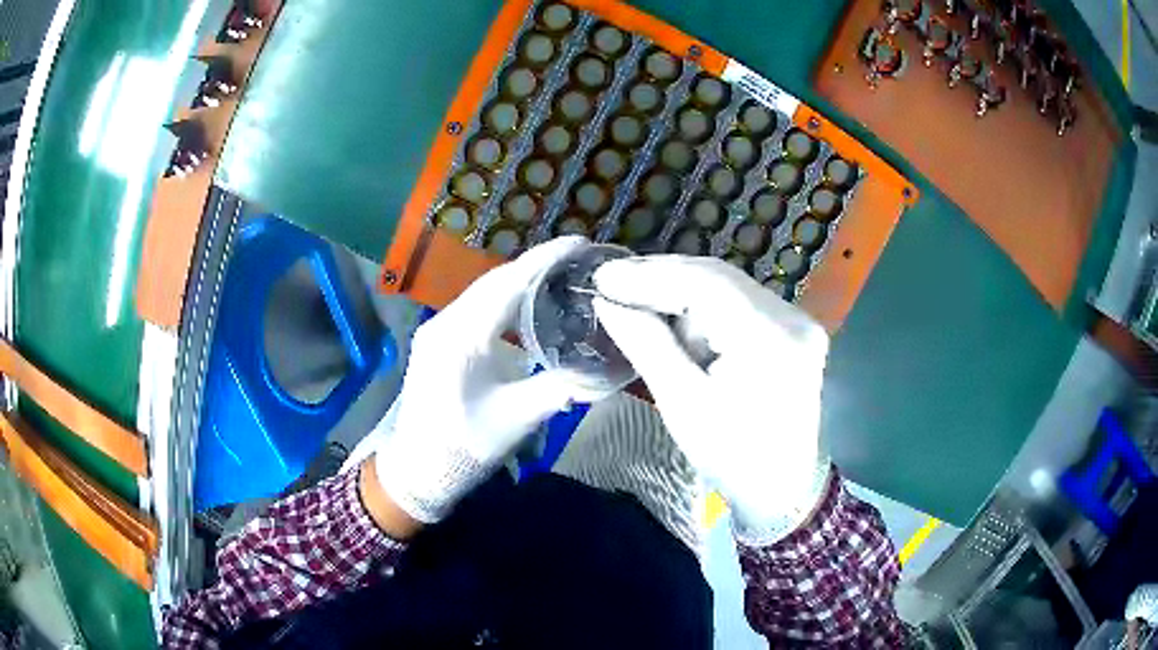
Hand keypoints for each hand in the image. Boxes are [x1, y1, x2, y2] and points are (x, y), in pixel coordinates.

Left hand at [368, 237, 589, 525]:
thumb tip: (604, 369)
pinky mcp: (438, 341)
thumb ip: (561, 389)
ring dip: (521, 281)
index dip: (546, 259)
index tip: (581, 243)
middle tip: (579, 260)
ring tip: (560, 276)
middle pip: (496, 281)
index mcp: (462, 337)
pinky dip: (506, 299)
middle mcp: (445, 322)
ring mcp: (438, 329)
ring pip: (485, 292)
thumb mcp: (517, 420)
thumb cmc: (464, 448)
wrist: (416, 470)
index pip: (509, 284)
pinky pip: (476, 308)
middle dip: (537, 265)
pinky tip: (528, 305)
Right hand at [592, 255, 830, 543]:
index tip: (603, 278)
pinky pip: (740, 302)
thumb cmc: (733, 457)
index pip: (706, 284)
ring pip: (728, 286)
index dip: (650, 276)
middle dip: (663, 278)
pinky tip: (678, 322)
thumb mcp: (683, 405)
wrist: (785, 487)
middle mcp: (792, 317)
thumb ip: (647, 344)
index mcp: (770, 340)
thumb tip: (608, 301)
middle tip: (613, 284)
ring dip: (682, 293)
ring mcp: (798, 320)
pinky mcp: (793, 328)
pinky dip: (704, 307)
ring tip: (640, 306)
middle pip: (719, 278)